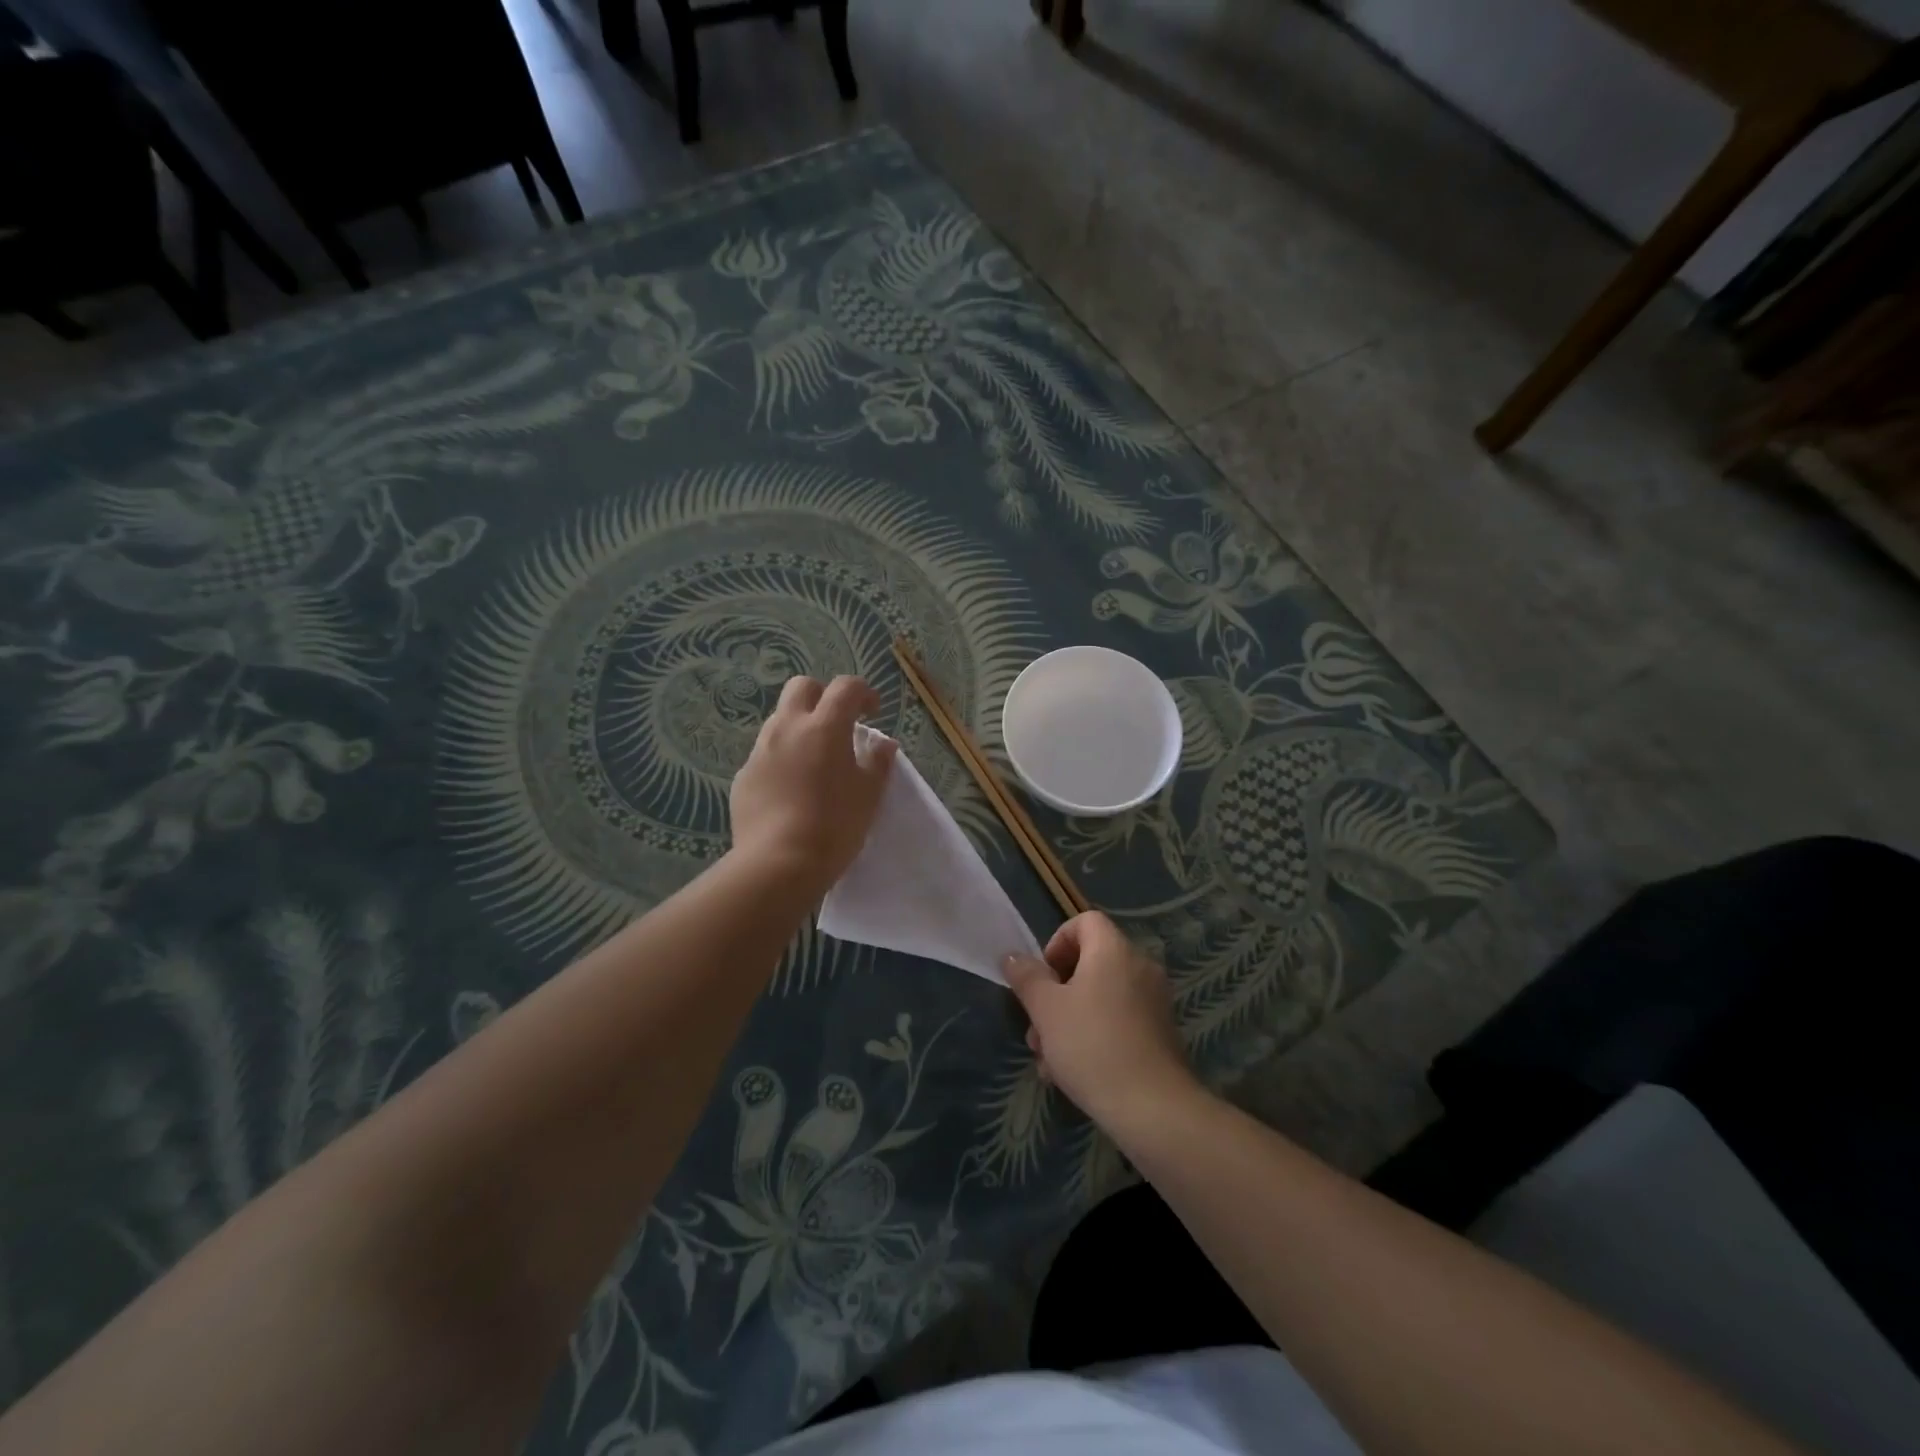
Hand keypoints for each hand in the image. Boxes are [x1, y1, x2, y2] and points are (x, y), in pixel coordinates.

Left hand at [729, 675, 896, 895]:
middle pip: (802, 687)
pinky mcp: (744, 776)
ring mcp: (760, 751)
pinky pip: (765, 754)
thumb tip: (883, 744)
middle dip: (823, 696)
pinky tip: (792, 789)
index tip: (872, 712)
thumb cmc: (834, 826)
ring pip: (780, 720)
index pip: (846, 687)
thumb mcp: (869, 795)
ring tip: (815, 760)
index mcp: (824, 727)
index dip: (863, 693)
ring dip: (800, 727)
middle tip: (839, 724)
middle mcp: (787, 728)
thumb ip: (878, 762)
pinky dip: (782, 759)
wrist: (778, 864)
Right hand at [1003, 912, 1199, 1133]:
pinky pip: (1117, 1021)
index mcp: (1114, 950)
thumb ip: (1027, 978)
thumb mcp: (1046, 1010)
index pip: (1085, 921)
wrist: (1153, 1109)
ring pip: (1099, 998)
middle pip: (1089, 963)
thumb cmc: (1092, 1046)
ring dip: (1068, 1022)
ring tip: (1047, 1062)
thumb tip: (1012, 956)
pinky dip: (1093, 1037)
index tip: (1042, 977)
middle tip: (1036, 1028)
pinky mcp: (1159, 1034)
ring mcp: (1153, 1002)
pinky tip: (1071, 1074)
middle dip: (1055, 994)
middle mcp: (1139, 967)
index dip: (1057, 942)